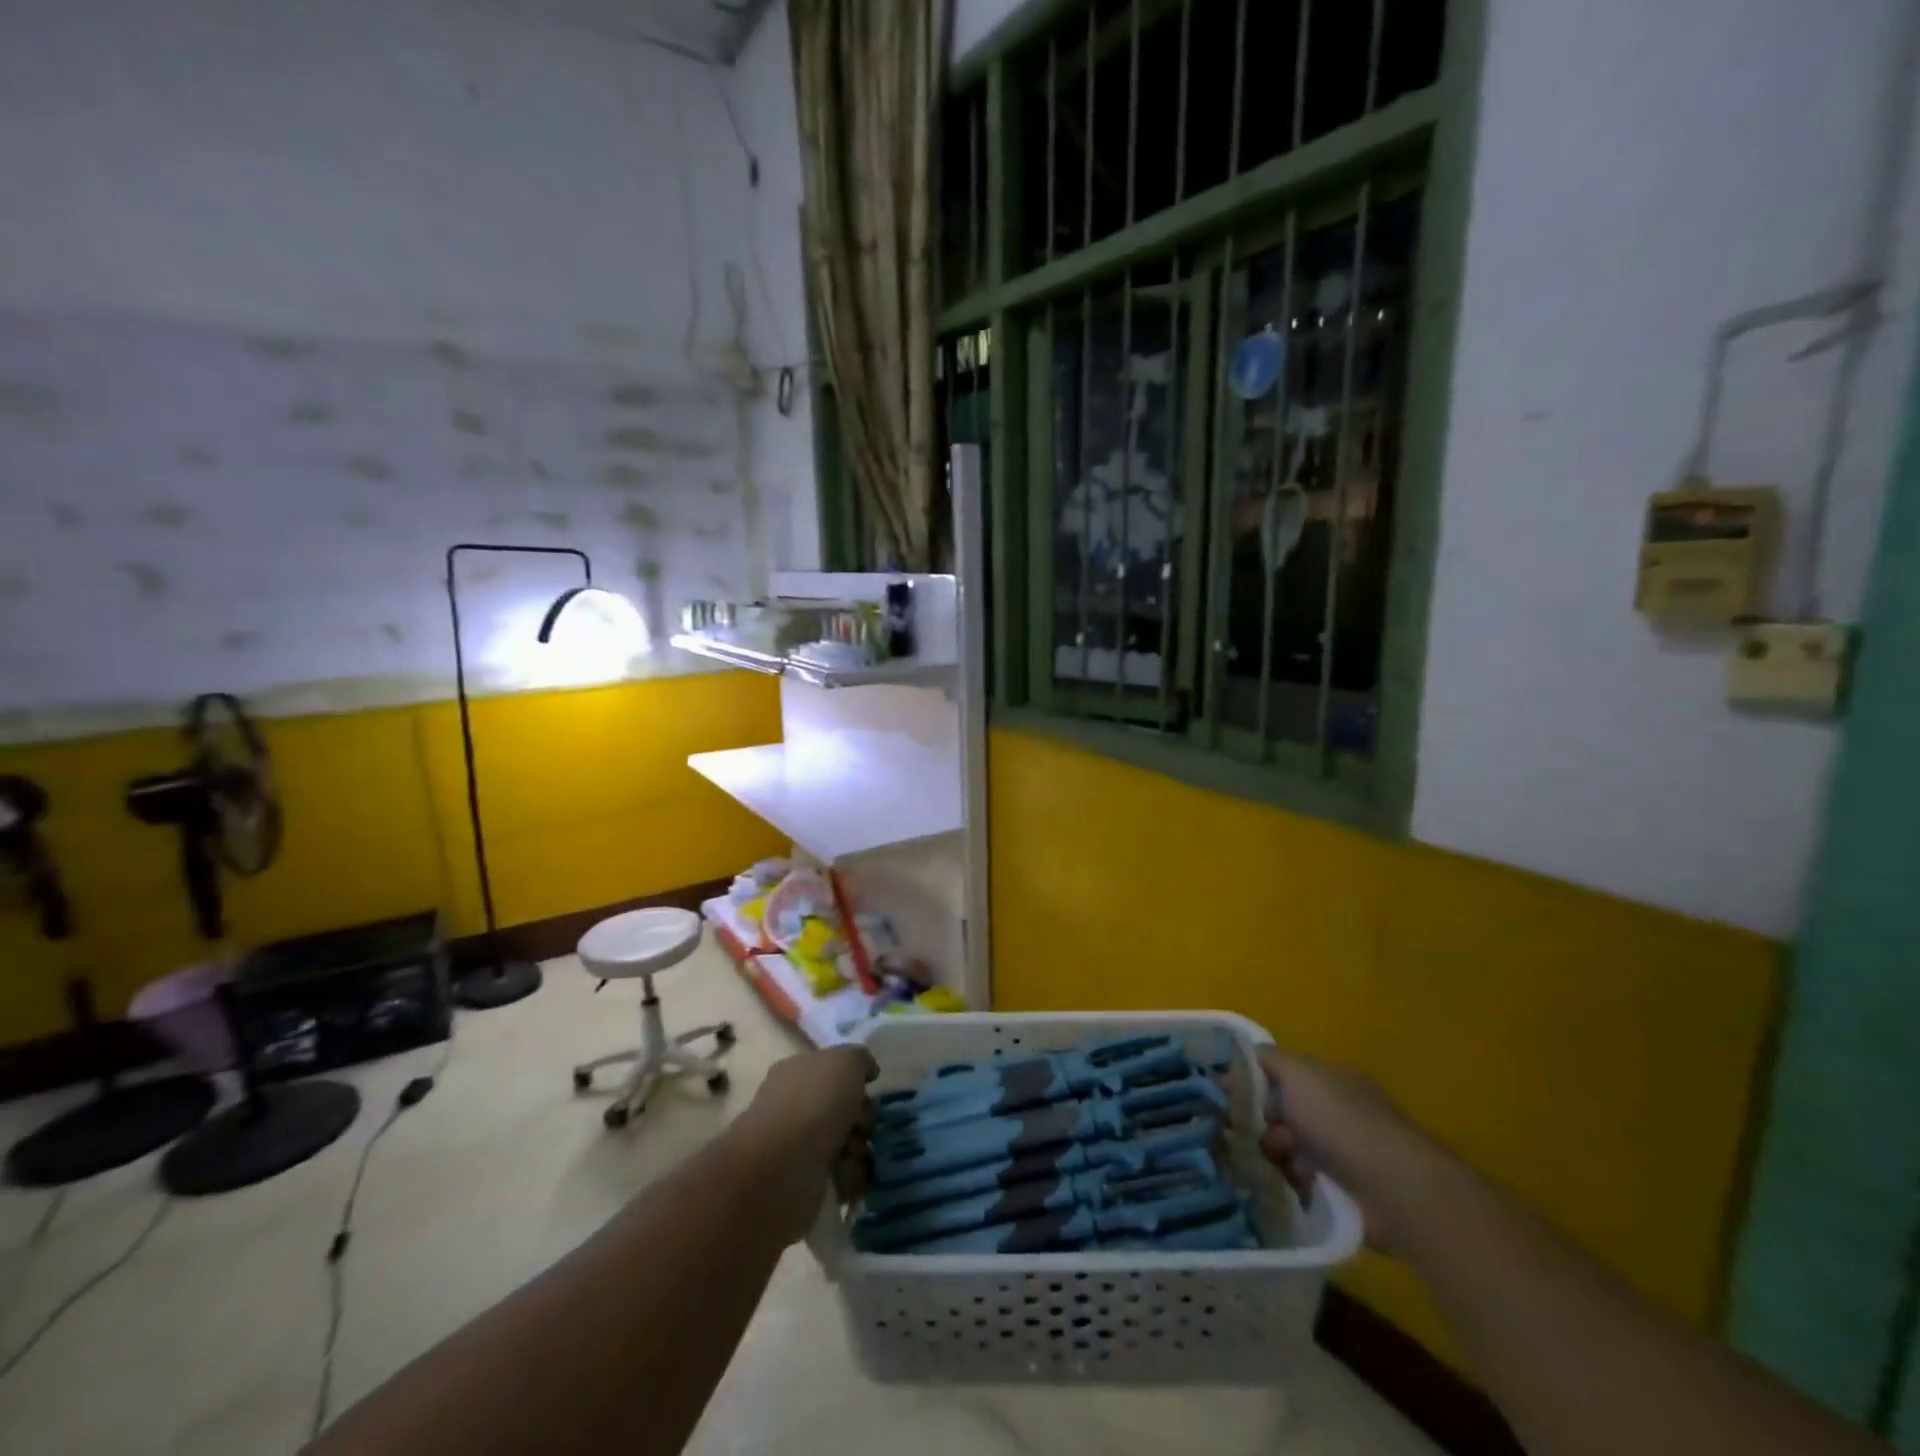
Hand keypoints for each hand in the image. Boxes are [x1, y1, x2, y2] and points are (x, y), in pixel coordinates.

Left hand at [736, 1046, 877, 1240]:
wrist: (783, 1166)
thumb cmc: (815, 1102)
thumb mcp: (847, 1061)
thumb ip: (860, 1059)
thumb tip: (867, 1071)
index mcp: (796, 1071)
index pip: (830, 1068)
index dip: (854, 1077)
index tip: (869, 1087)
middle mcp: (792, 1104)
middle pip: (840, 1106)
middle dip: (861, 1116)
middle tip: (864, 1125)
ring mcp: (794, 1144)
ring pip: (842, 1140)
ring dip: (858, 1146)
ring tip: (857, 1153)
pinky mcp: (800, 1180)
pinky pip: (836, 1173)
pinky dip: (848, 1174)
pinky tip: (847, 1174)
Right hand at [1256, 1046, 1450, 1252]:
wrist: (1394, 1189)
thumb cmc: (1340, 1121)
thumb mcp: (1298, 1073)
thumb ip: (1269, 1060)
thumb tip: (1248, 1055)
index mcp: (1330, 1079)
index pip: (1282, 1073)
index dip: (1252, 1079)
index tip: (1224, 1094)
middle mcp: (1338, 1111)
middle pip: (1283, 1111)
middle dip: (1261, 1121)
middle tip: (1246, 1135)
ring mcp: (1344, 1152)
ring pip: (1290, 1147)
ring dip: (1274, 1154)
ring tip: (1271, 1165)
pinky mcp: (1346, 1191)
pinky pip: (1303, 1180)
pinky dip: (1291, 1181)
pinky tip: (1283, 1185)